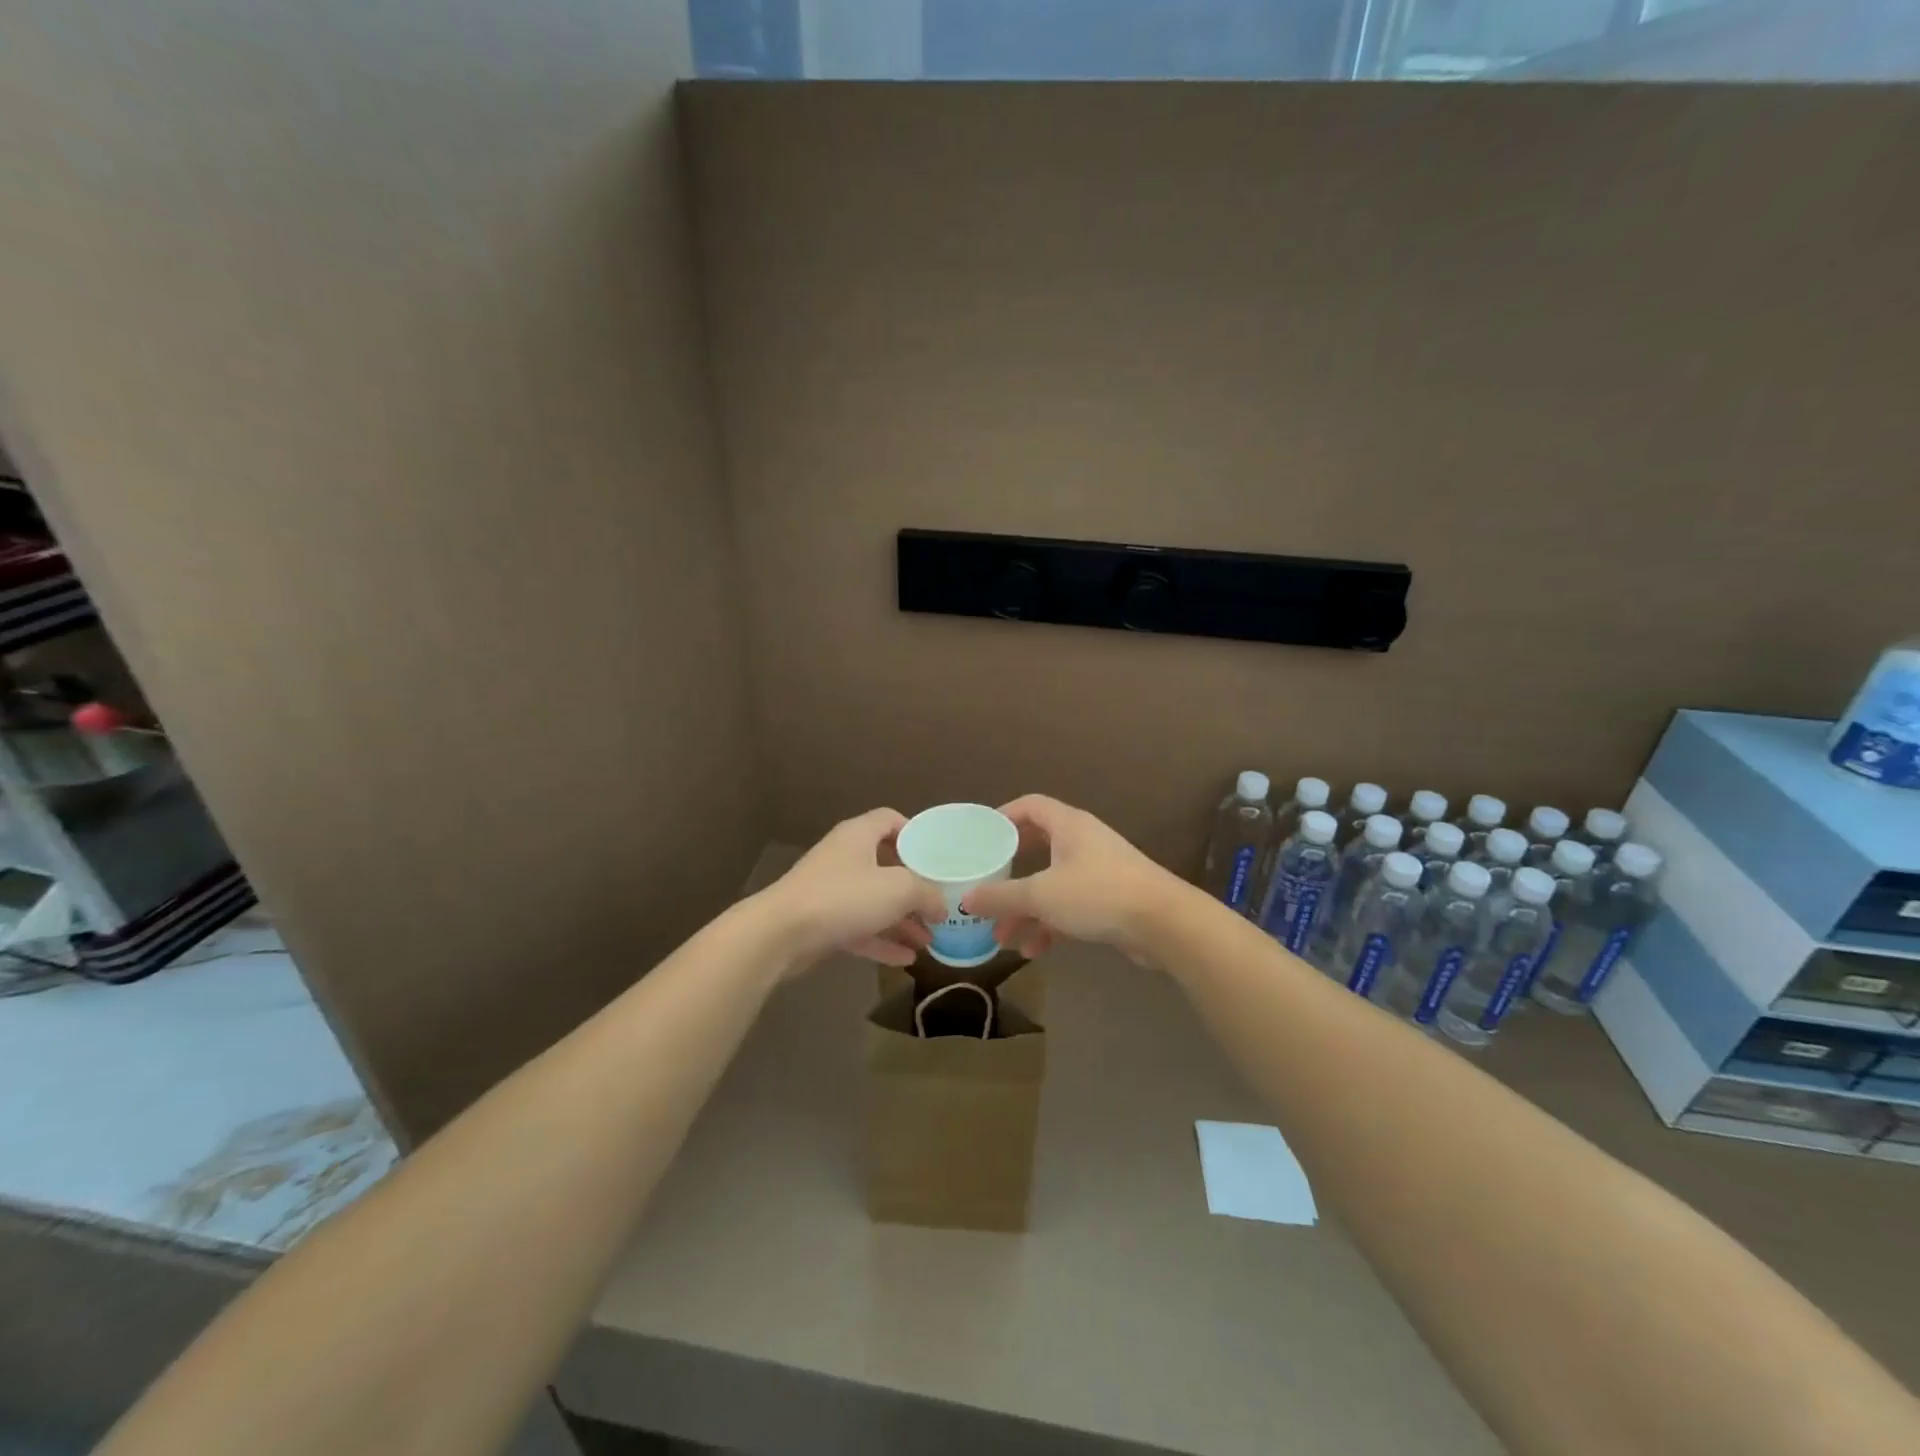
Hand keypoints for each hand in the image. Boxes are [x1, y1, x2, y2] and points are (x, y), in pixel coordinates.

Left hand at [757, 808, 946, 972]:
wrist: (781, 934)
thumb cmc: (844, 897)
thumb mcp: (898, 889)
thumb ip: (927, 892)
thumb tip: (942, 904)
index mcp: (859, 835)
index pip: (890, 820)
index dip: (915, 833)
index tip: (936, 856)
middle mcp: (845, 857)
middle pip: (886, 865)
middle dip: (914, 887)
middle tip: (939, 905)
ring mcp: (831, 890)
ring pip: (875, 901)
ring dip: (902, 919)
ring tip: (930, 939)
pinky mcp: (822, 922)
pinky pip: (860, 928)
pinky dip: (882, 940)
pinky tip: (907, 959)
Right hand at [961, 795, 1180, 962]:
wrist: (1164, 923)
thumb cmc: (1098, 894)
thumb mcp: (1042, 895)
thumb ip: (1001, 896)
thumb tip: (965, 898)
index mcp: (1067, 825)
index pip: (1030, 806)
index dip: (1003, 817)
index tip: (981, 838)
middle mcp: (1082, 841)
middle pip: (1037, 848)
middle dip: (1010, 874)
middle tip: (987, 889)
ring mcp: (1098, 870)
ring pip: (1051, 884)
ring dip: (1027, 909)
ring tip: (1003, 938)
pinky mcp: (1109, 899)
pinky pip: (1069, 905)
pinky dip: (1050, 924)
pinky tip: (1034, 951)